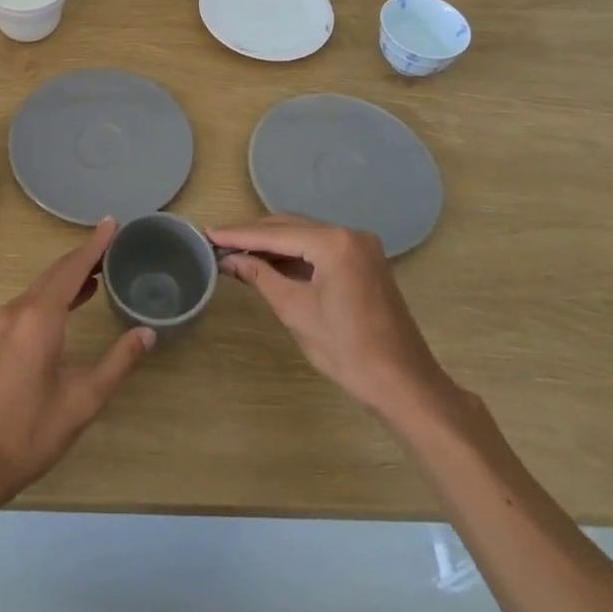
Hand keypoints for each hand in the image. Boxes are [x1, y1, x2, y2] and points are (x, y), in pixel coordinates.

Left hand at [0, 219, 154, 513]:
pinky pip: (32, 301)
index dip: (94, 245)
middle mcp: (18, 311)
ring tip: (100, 269)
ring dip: (70, 274)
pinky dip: (55, 292)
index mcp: (39, 318)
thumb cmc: (28, 433)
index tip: (112, 222)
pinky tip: (72, 302)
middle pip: (55, 273)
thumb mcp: (81, 401)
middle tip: (113, 243)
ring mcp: (4, 325)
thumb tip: (147, 332)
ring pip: (42, 286)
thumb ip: (116, 363)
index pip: (72, 269)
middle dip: (84, 256)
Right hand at [211, 214, 454, 419]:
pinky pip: (320, 248)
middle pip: (290, 227)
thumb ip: (260, 277)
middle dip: (254, 235)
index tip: (208, 232)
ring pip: (305, 235)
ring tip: (236, 251)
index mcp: (334, 242)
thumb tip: (229, 260)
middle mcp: (349, 233)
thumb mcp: (295, 311)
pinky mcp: (365, 260)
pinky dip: (294, 255)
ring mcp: (360, 246)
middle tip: (218, 241)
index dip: (239, 234)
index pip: (276, 233)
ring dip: (273, 244)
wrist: (404, 384)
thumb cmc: (347, 351)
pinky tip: (269, 262)